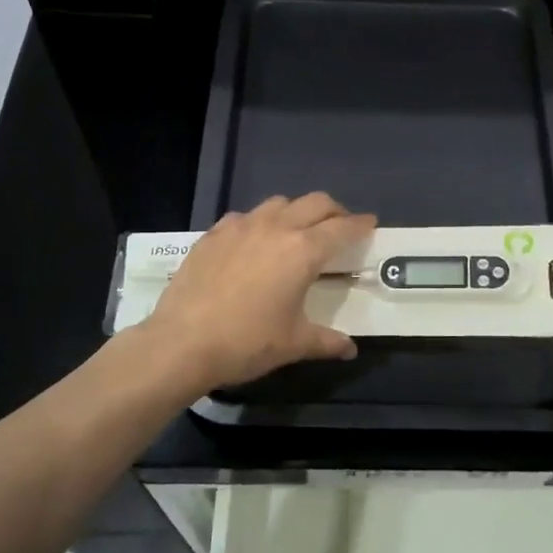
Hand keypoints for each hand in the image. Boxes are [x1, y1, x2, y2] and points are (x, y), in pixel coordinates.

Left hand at [148, 193, 376, 389]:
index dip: (360, 224)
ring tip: (297, 231)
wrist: (182, 342)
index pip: (342, 228)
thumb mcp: (294, 344)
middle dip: (333, 211)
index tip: (371, 223)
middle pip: (314, 203)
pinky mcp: (212, 234)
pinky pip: (244, 217)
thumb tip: (350, 349)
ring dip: (296, 212)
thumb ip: (327, 341)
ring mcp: (240, 227)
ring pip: (278, 203)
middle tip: (340, 226)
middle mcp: (275, 228)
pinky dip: (260, 223)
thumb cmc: (247, 342)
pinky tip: (253, 242)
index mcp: (303, 251)